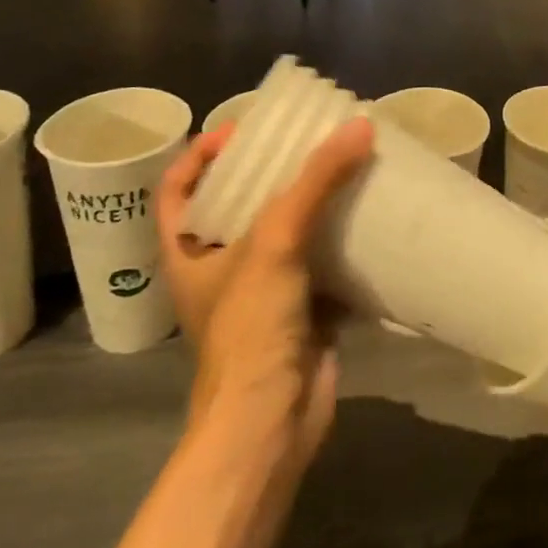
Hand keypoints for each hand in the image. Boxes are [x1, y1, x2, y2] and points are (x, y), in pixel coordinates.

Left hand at [155, 116, 374, 468]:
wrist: (270, 421)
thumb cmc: (250, 327)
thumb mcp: (276, 242)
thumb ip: (316, 182)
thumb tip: (360, 126)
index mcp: (190, 252)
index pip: (179, 189)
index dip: (201, 154)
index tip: (240, 129)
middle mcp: (222, 268)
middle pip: (239, 205)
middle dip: (270, 173)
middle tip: (307, 140)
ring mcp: (263, 292)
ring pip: (286, 234)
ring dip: (313, 204)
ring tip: (345, 167)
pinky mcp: (302, 311)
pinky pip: (322, 263)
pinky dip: (342, 241)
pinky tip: (368, 217)